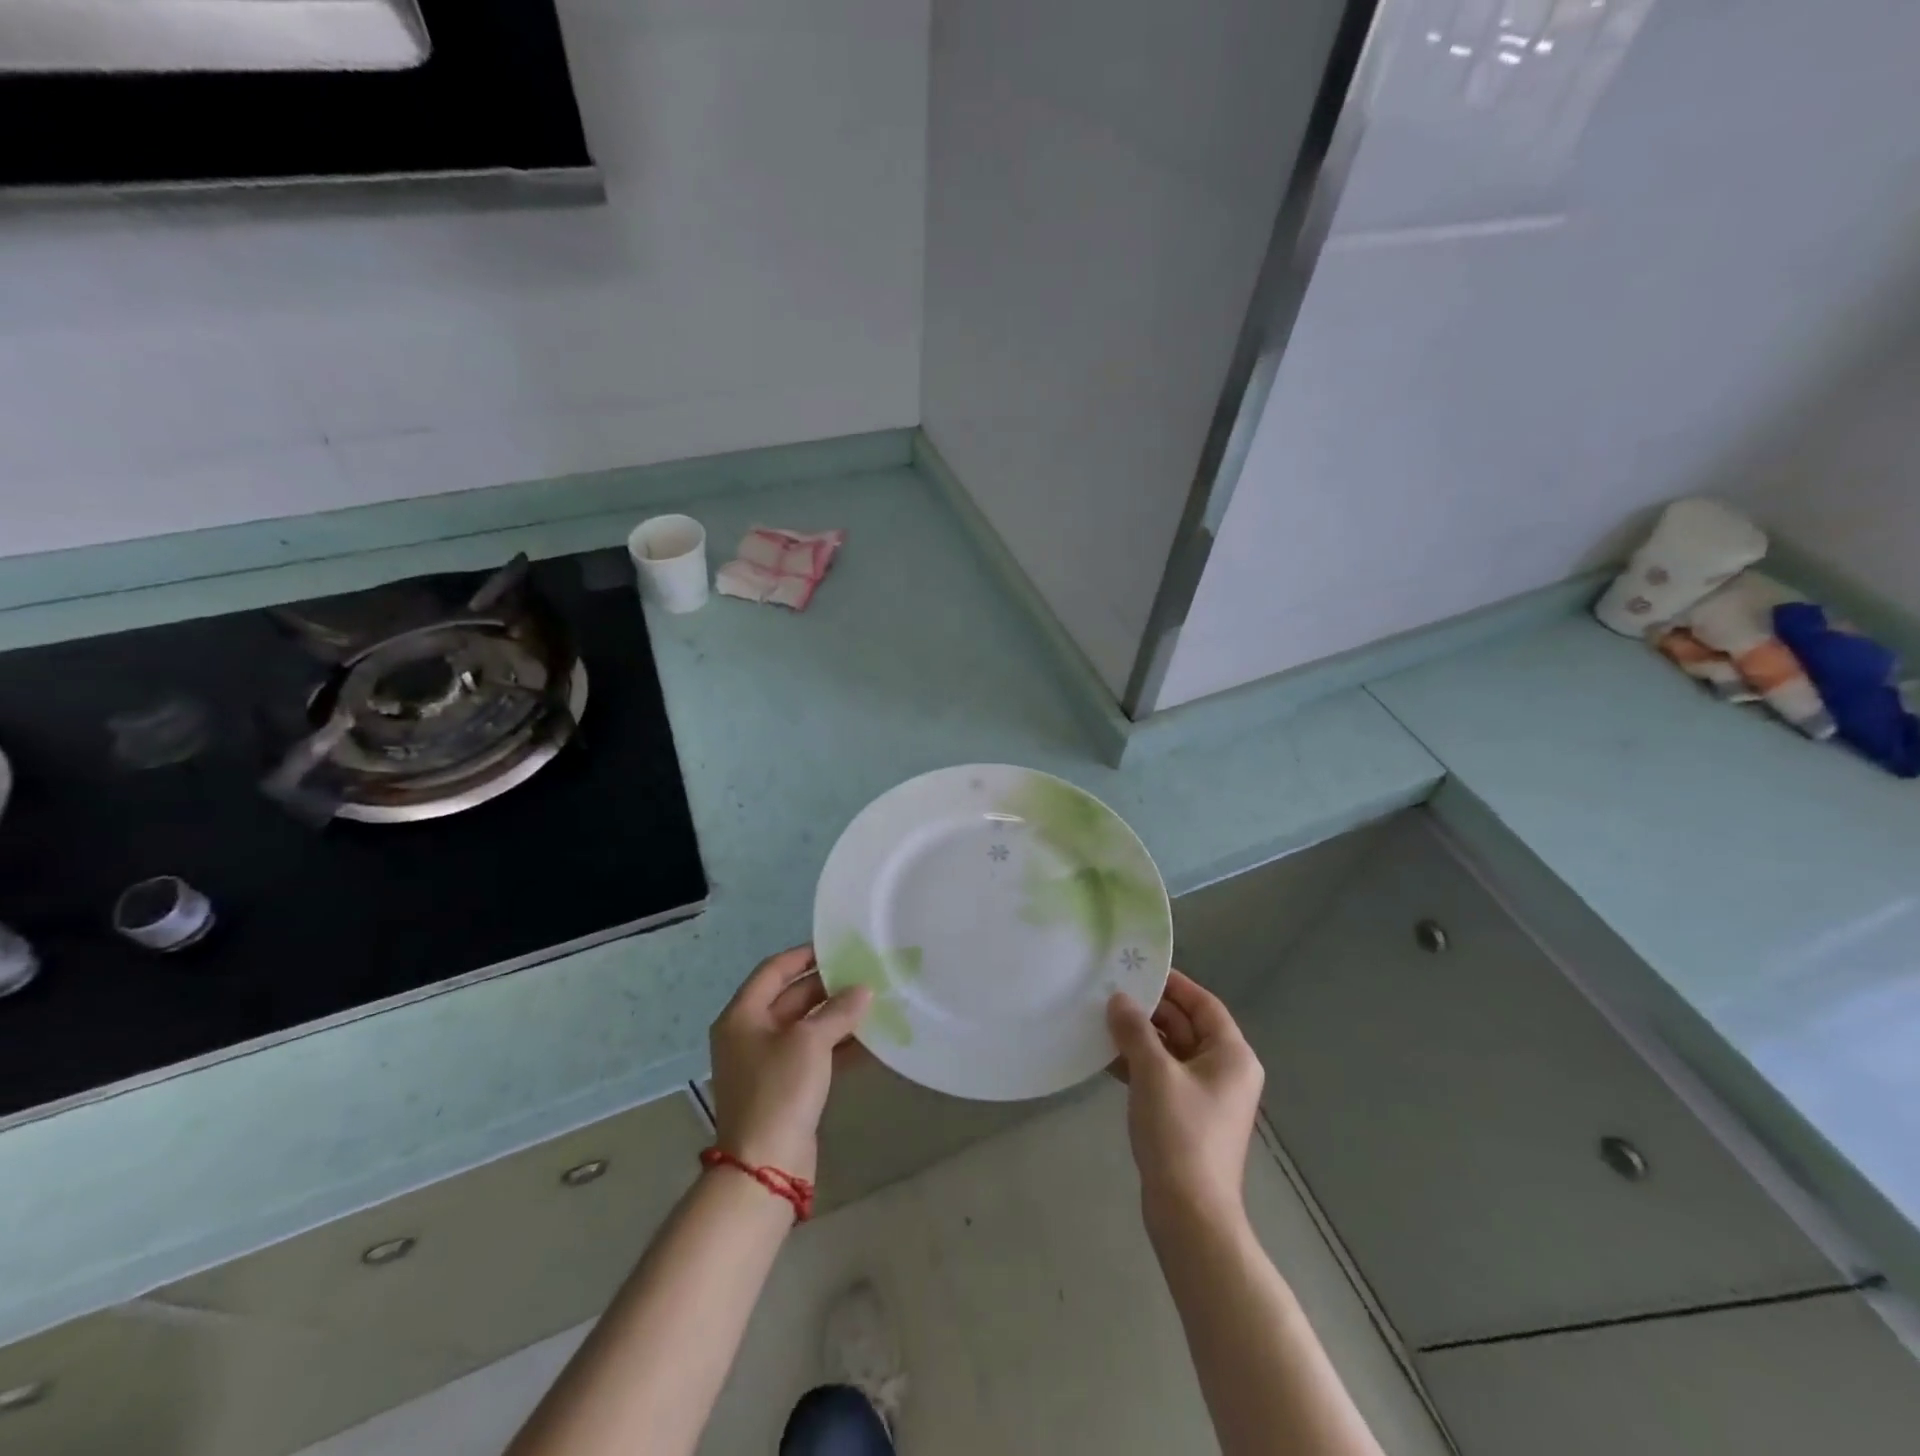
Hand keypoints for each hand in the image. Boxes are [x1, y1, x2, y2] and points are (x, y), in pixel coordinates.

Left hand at [709, 946, 871, 1183]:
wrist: (765, 1167)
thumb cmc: (779, 1090)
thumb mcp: (810, 1042)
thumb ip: (838, 1010)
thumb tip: (864, 990)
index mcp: (742, 1016)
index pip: (773, 970)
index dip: (804, 955)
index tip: (838, 946)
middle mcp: (749, 1035)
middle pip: (790, 998)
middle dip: (827, 986)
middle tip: (864, 974)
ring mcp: (766, 1063)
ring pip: (805, 1027)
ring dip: (836, 1016)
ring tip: (873, 1002)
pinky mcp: (784, 1088)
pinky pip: (813, 1054)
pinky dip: (837, 1045)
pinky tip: (870, 1041)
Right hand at [1108, 971, 1264, 1227]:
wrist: (1189, 1214)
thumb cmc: (1179, 1133)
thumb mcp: (1154, 1073)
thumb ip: (1135, 1030)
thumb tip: (1118, 999)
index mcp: (1231, 1055)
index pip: (1203, 1004)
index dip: (1173, 984)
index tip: (1138, 969)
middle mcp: (1225, 1071)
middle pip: (1187, 1026)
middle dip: (1150, 1011)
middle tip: (1111, 993)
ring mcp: (1207, 1096)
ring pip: (1171, 1052)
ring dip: (1140, 1038)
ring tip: (1102, 1021)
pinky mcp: (1187, 1117)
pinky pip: (1164, 1076)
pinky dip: (1139, 1065)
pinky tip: (1107, 1059)